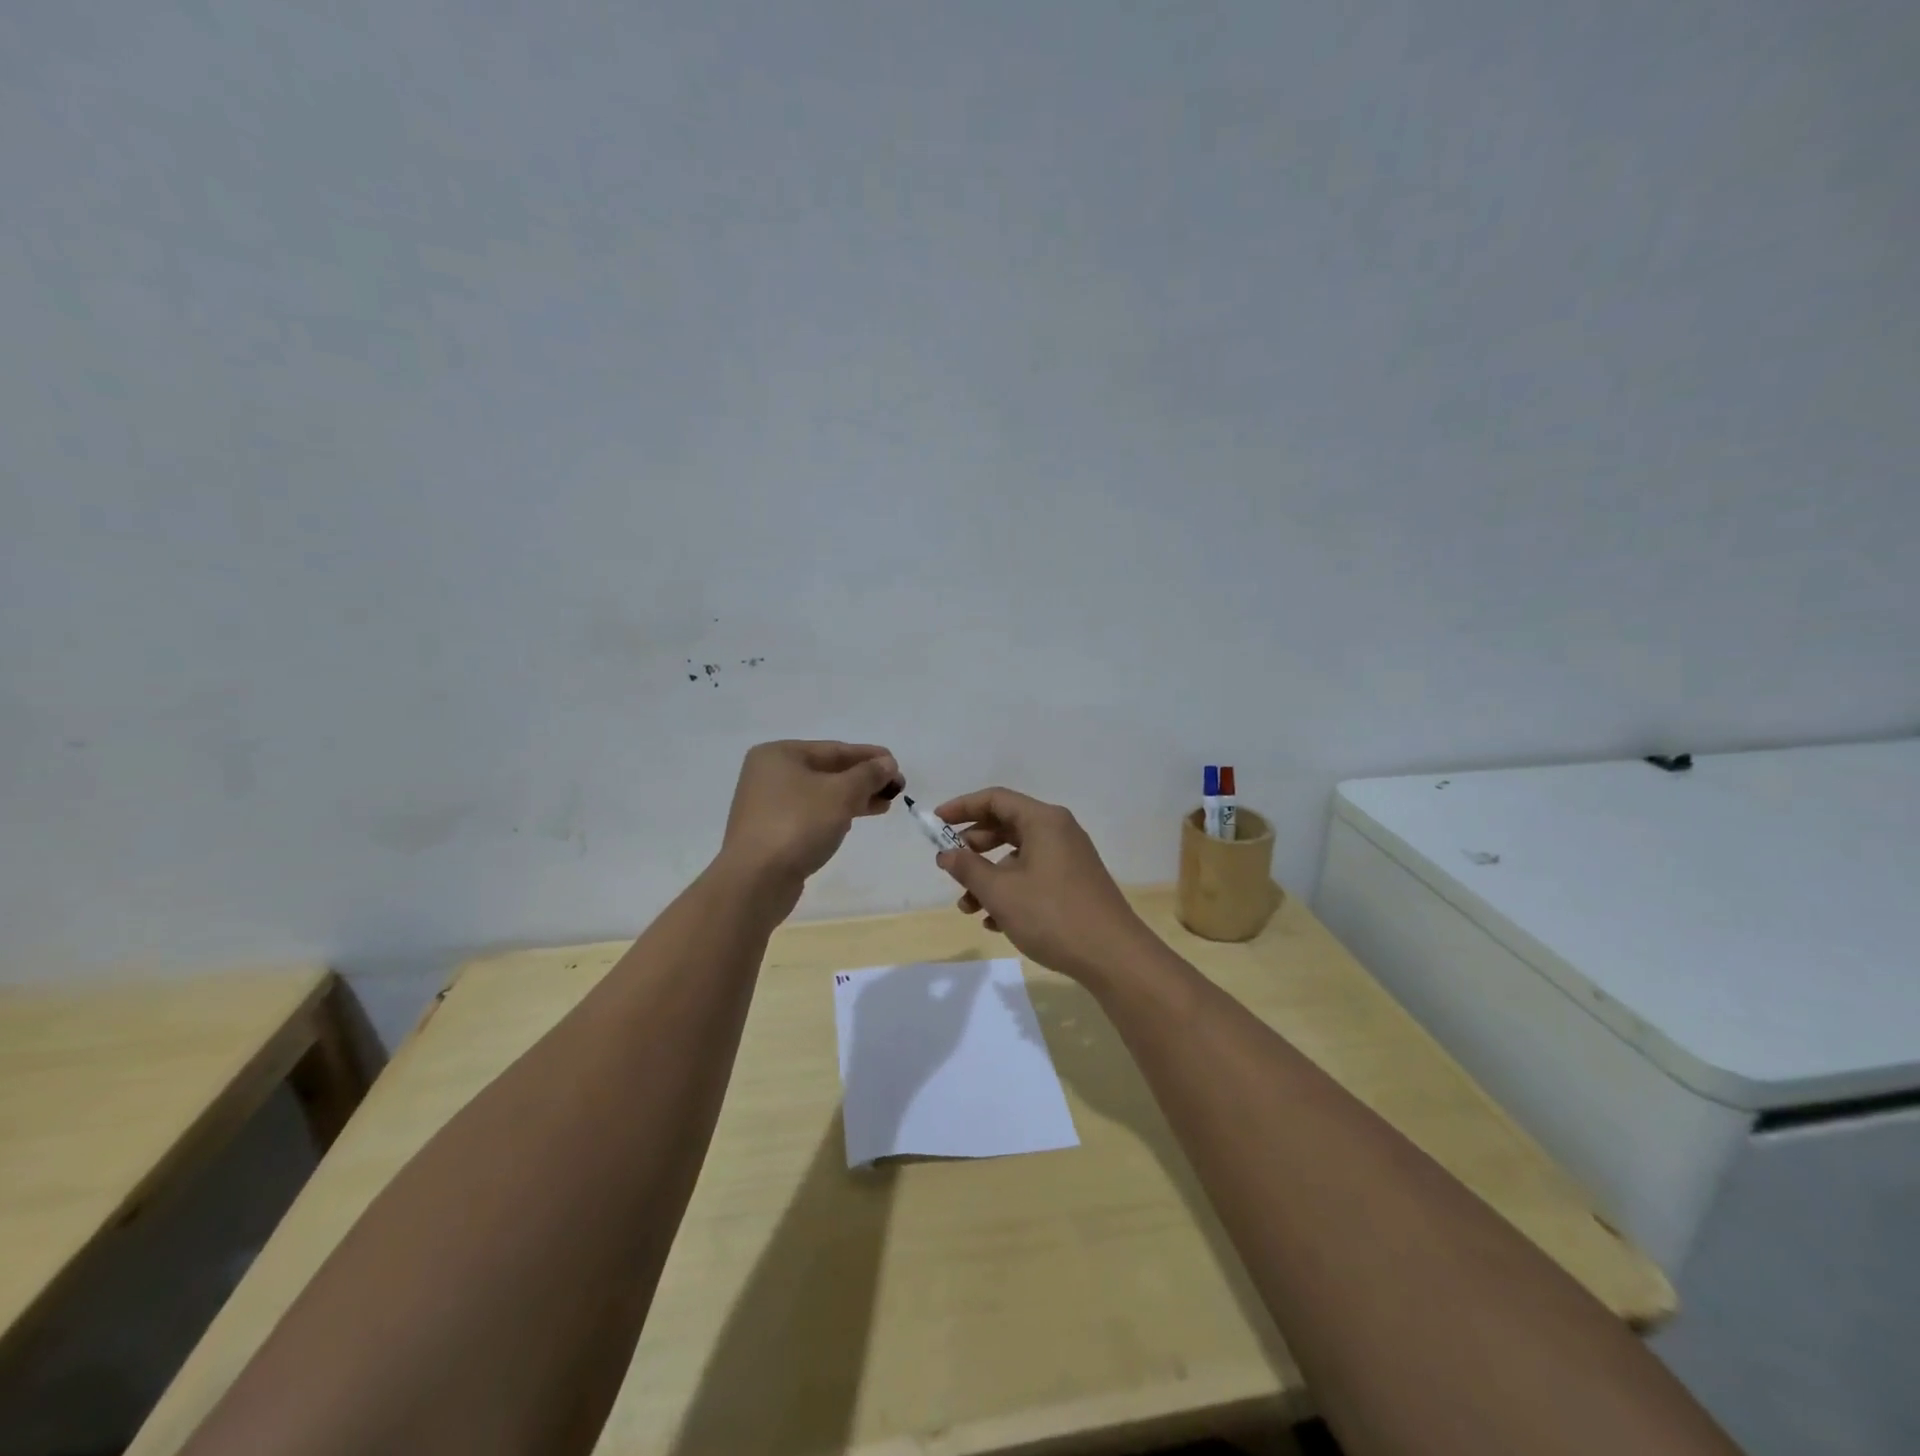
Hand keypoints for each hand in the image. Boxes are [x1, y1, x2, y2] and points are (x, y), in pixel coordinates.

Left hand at [719, 741, 901, 895]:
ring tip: (883, 806)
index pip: (834, 749)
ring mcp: (767, 805)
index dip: (869, 757)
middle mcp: (769, 774)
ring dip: (852, 798)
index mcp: (779, 754)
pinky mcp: (770, 832)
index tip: (897, 767)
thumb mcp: (841, 794)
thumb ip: (868, 775)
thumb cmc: (799, 824)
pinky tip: (853, 822)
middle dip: (863, 780)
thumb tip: (888, 764)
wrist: (756, 880)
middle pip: (827, 771)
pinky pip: (809, 814)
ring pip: (820, 794)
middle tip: (895, 789)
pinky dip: (833, 815)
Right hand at [933, 787, 1155, 982]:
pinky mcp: (1074, 884)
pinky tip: (994, 922)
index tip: (935, 822)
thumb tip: (946, 853)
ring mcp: (1069, 858)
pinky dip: (1010, 891)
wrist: (1113, 956)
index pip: (995, 799)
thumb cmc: (1052, 915)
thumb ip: (968, 868)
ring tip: (968, 907)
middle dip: (973, 847)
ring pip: (1018, 857)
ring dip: (989, 877)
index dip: (962, 807)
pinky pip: (1034, 876)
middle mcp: (1058, 831)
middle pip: (1006, 826)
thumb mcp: (1001, 892)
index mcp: (1043, 821)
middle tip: (950, 866)